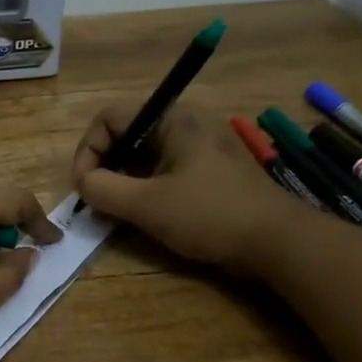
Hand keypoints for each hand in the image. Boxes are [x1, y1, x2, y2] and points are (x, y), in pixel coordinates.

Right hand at [71, 102, 303, 276]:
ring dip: (122, 182)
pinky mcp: (208, 172)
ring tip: (113, 214)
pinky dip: (144, 190)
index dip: (88, 150)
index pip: (110, 118)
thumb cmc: (211, 215)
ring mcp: (200, 148)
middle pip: (125, 135)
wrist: (279, 243)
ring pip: (143, 157)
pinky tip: (140, 217)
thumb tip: (82, 184)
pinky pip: (163, 171)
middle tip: (96, 203)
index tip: (84, 187)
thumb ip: (103, 190)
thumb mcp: (147, 204)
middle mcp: (186, 124)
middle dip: (104, 168)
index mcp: (173, 118)